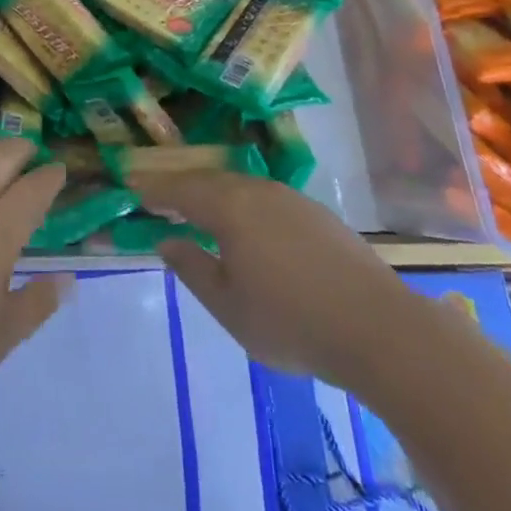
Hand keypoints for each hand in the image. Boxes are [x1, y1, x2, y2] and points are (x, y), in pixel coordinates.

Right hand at [131, 171, 425, 391]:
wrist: (381, 329)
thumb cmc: (292, 321)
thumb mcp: (228, 306)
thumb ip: (192, 268)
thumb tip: (166, 240)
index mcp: (229, 207)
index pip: (179, 189)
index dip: (152, 188)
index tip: (129, 185)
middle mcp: (257, 191)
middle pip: (209, 181)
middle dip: (180, 187)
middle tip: (158, 196)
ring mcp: (291, 200)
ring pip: (239, 187)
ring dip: (213, 195)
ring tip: (197, 211)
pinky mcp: (317, 215)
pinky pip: (264, 198)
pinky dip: (241, 204)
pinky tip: (245, 227)